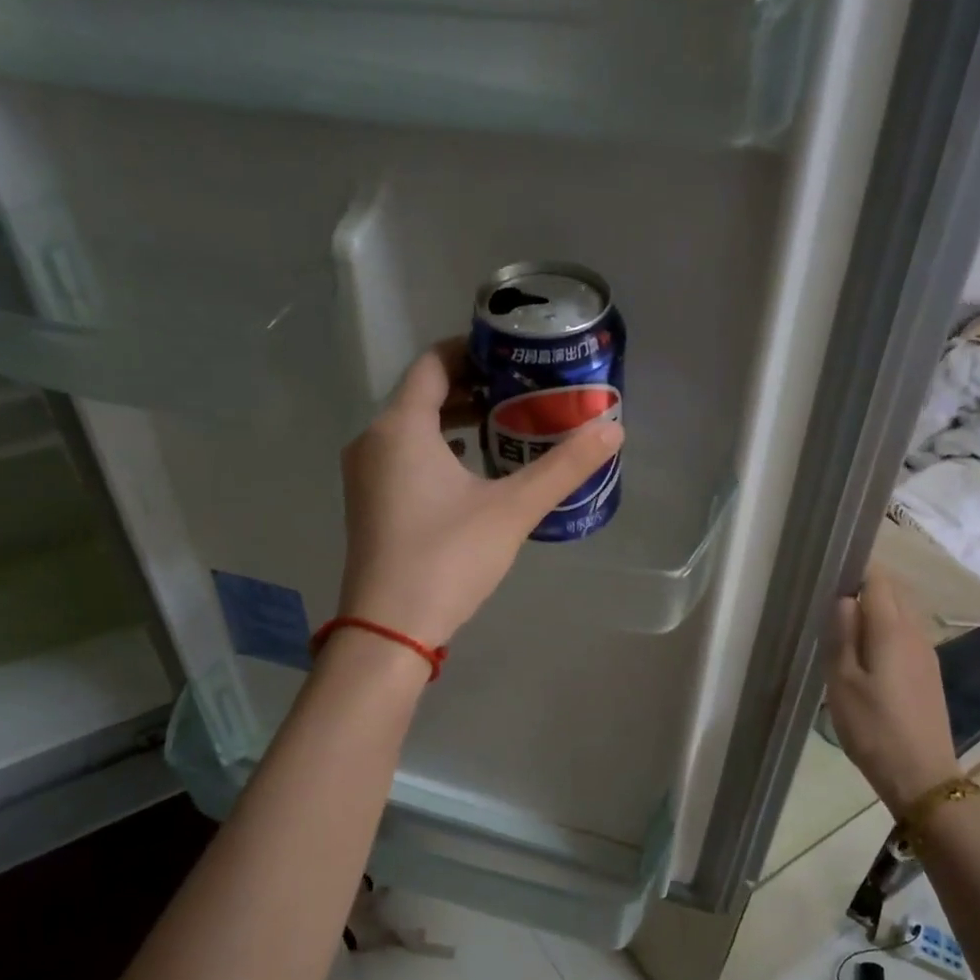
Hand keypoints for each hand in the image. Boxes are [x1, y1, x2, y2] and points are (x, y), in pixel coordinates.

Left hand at [336, 340, 623, 647]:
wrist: (390, 629)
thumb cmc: (448, 557)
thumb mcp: (513, 509)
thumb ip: (564, 466)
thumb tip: (614, 428)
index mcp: (400, 426)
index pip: (434, 361)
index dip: (473, 350)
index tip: (513, 354)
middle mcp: (373, 440)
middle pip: (422, 393)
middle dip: (471, 386)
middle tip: (521, 389)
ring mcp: (365, 474)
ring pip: (412, 427)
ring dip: (454, 420)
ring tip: (504, 425)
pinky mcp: (369, 504)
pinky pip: (403, 456)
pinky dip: (437, 450)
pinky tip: (474, 470)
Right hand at [825, 569, 961, 815]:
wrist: (921, 775)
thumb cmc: (873, 728)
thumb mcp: (843, 682)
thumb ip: (842, 635)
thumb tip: (844, 598)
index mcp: (892, 629)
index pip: (878, 579)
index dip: (855, 569)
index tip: (828, 575)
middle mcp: (915, 632)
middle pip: (893, 592)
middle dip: (864, 588)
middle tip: (829, 604)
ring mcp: (926, 653)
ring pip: (901, 613)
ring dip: (875, 611)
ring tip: (843, 629)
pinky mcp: (928, 672)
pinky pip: (905, 634)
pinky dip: (885, 631)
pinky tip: (865, 654)